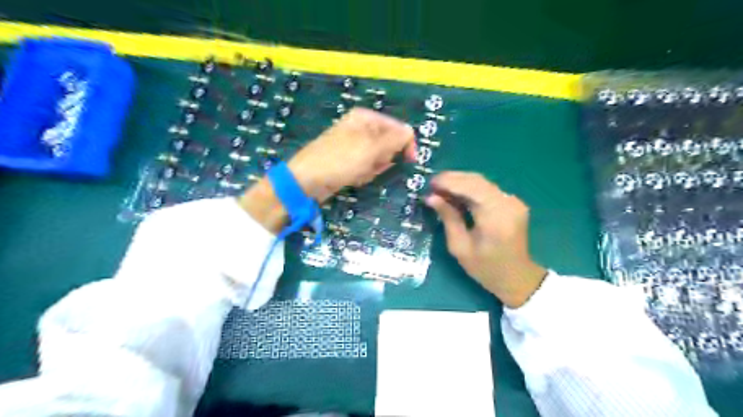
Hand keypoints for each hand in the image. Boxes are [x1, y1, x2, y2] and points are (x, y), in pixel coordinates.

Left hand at [242, 109, 415, 234]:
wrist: (307, 181)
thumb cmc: (340, 160)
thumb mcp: (371, 148)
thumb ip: (394, 139)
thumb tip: (411, 132)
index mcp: (366, 118)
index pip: (397, 127)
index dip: (406, 144)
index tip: (410, 161)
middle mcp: (360, 128)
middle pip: (388, 144)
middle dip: (384, 159)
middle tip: (373, 165)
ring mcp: (354, 145)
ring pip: (378, 158)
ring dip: (373, 168)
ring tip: (359, 172)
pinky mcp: (348, 161)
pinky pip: (366, 167)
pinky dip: (364, 174)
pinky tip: (353, 177)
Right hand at [424, 171, 543, 307]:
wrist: (516, 277)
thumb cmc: (485, 268)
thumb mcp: (460, 247)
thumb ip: (448, 218)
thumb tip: (431, 197)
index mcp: (496, 216)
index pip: (472, 187)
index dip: (449, 181)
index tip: (430, 183)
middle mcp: (508, 203)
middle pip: (477, 180)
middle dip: (453, 179)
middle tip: (432, 185)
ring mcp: (513, 201)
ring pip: (482, 182)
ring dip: (460, 183)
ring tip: (440, 190)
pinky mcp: (512, 202)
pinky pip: (487, 189)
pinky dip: (470, 189)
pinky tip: (456, 195)